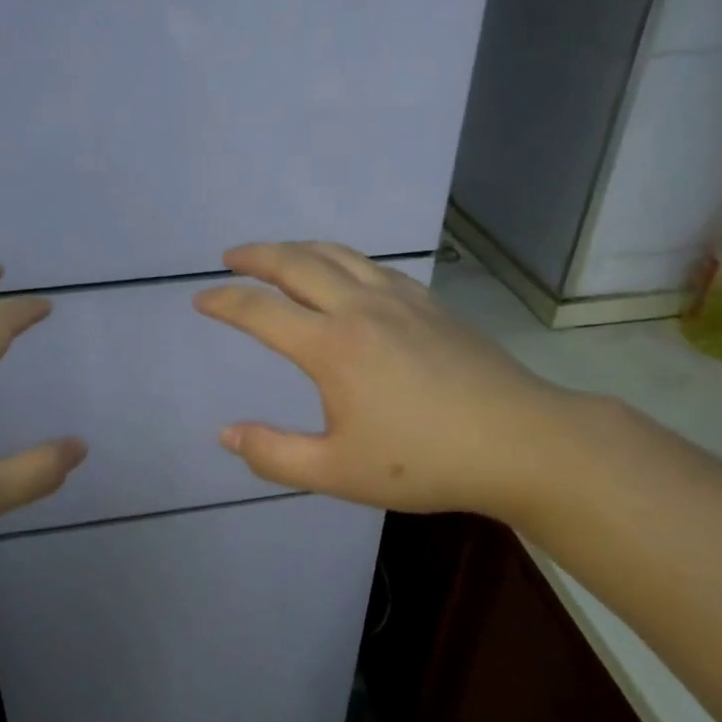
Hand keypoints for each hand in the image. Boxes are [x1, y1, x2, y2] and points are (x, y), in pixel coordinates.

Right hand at [194, 242, 592, 522]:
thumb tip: (226, 434)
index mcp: (331, 346)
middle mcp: (360, 308)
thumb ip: (274, 454)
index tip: (201, 299)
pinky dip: (342, 259)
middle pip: (296, 263)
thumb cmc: (425, 461)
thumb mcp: (338, 472)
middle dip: (256, 255)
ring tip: (278, 255)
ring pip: (337, 254)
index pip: (261, 311)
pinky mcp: (430, 303)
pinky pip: (373, 266)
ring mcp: (399, 299)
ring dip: (298, 248)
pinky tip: (345, 275)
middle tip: (231, 257)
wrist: (520, 441)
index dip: (224, 302)